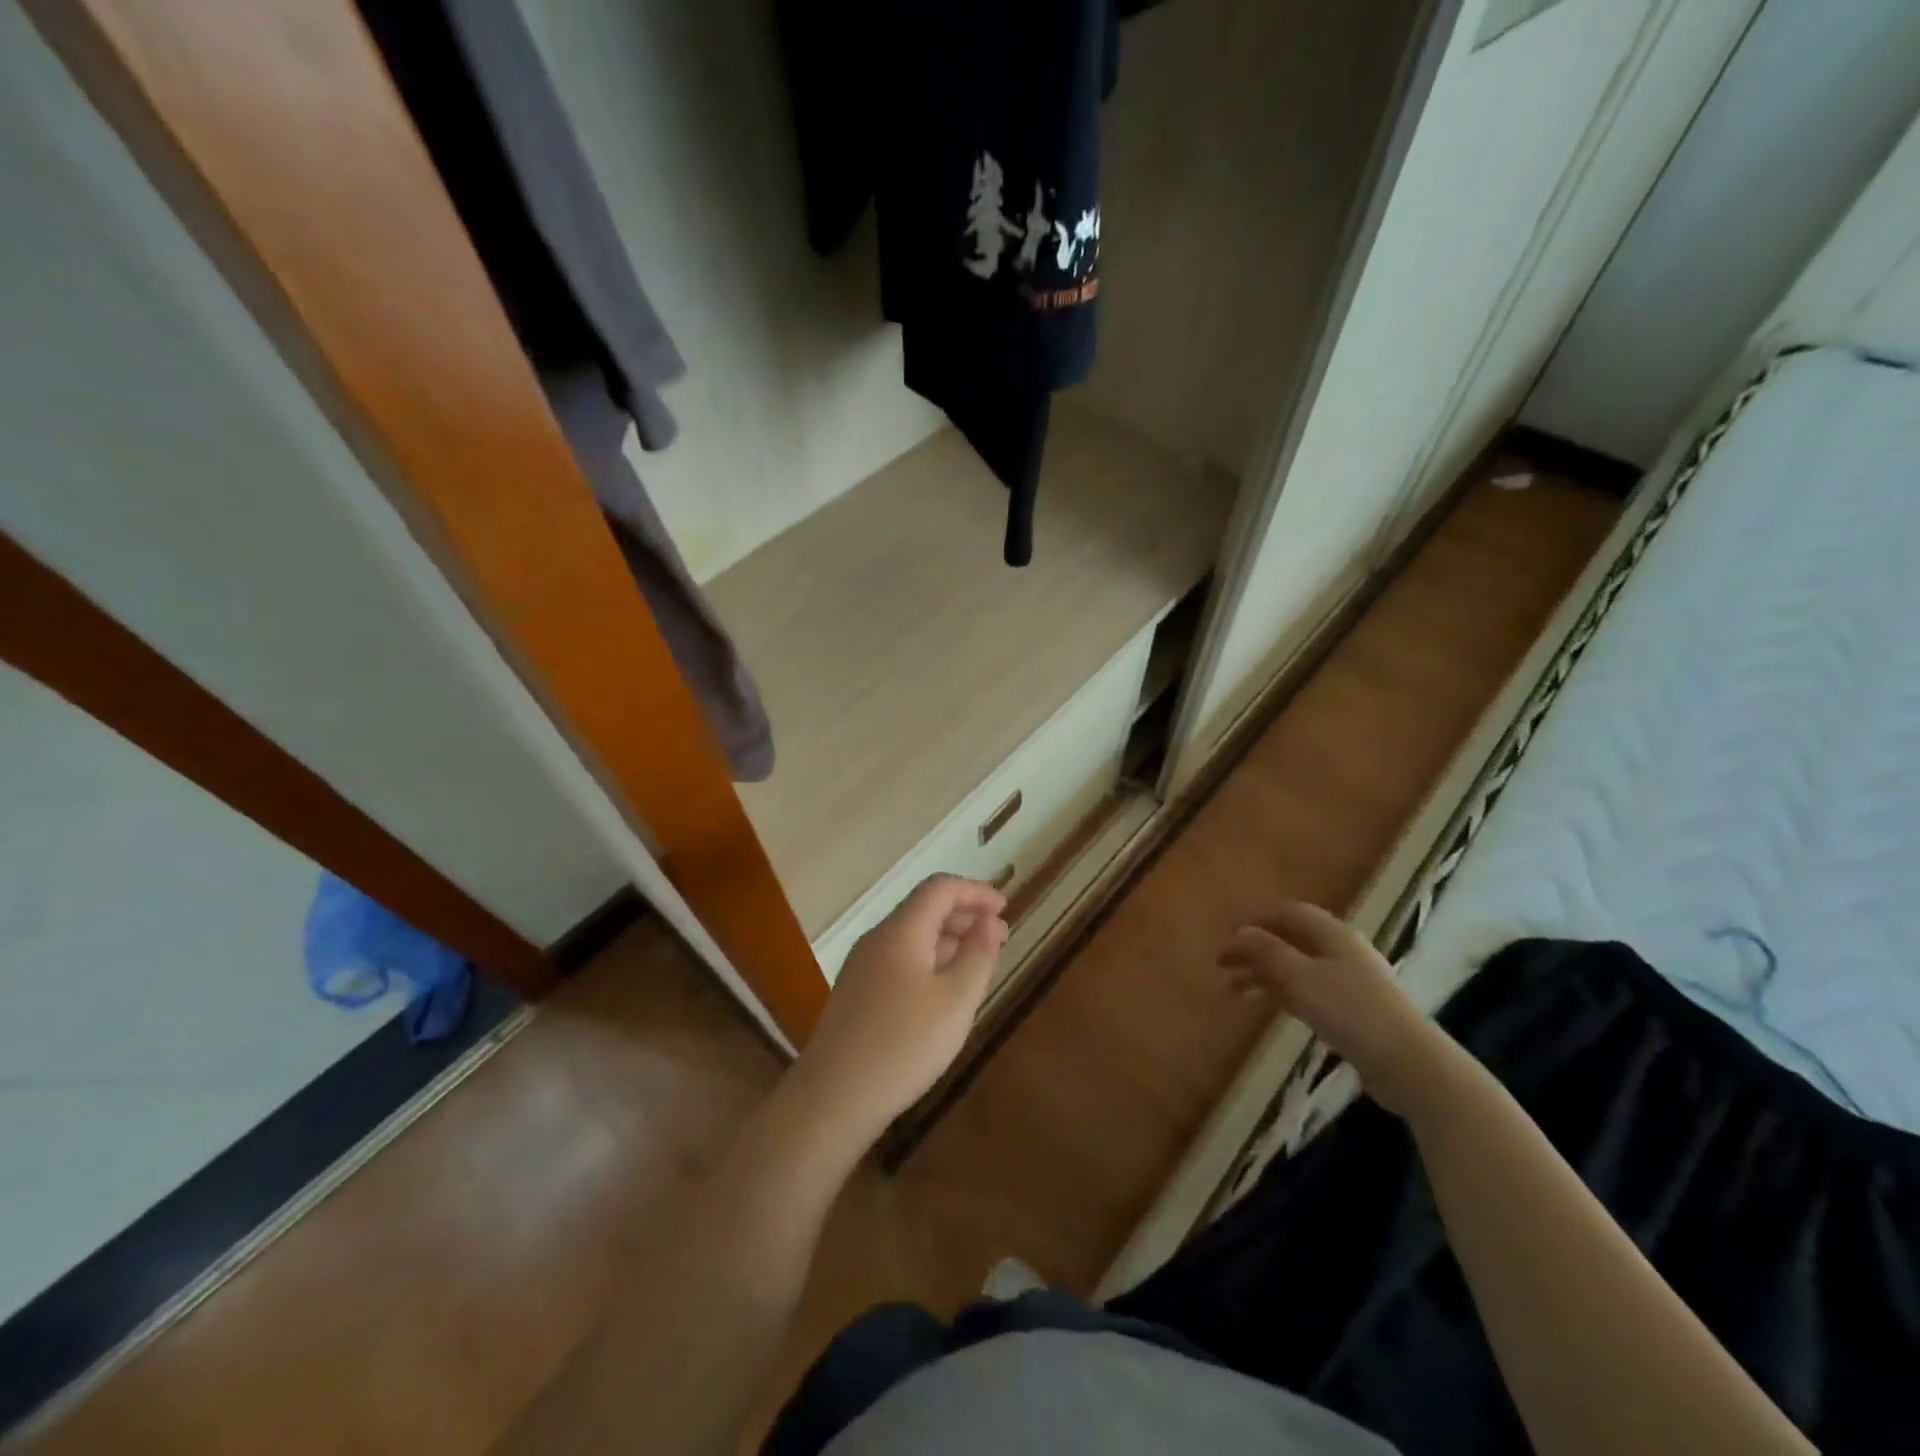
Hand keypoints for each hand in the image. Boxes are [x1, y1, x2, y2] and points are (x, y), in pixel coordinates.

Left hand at [795, 875, 1008, 1144]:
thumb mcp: (956, 999)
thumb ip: (978, 954)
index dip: (975, 891)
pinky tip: (943, 991)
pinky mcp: (857, 993)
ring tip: (977, 964)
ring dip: (947, 940)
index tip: (1005, 908)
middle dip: (963, 915)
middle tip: (998, 937)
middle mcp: (877, 939)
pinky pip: (899, 960)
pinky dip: (928, 961)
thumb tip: (991, 921)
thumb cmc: (904, 1044)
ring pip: (911, 936)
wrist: (835, 1096)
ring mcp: (862, 967)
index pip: (940, 888)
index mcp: (901, 931)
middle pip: (923, 909)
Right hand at [1219, 901, 1456, 1116]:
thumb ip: (1268, 951)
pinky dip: (1282, 993)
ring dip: (1264, 974)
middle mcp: (1340, 951)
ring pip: (1296, 968)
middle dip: (1255, 950)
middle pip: (1290, 941)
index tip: (1228, 935)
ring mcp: (1347, 982)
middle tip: (1222, 964)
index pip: (1289, 913)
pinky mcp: (1350, 1011)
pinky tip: (1266, 1005)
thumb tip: (1241, 931)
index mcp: (1332, 934)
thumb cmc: (1350, 1010)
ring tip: (1235, 990)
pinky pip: (1307, 992)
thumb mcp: (1301, 977)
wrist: (1408, 1063)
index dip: (1257, 921)